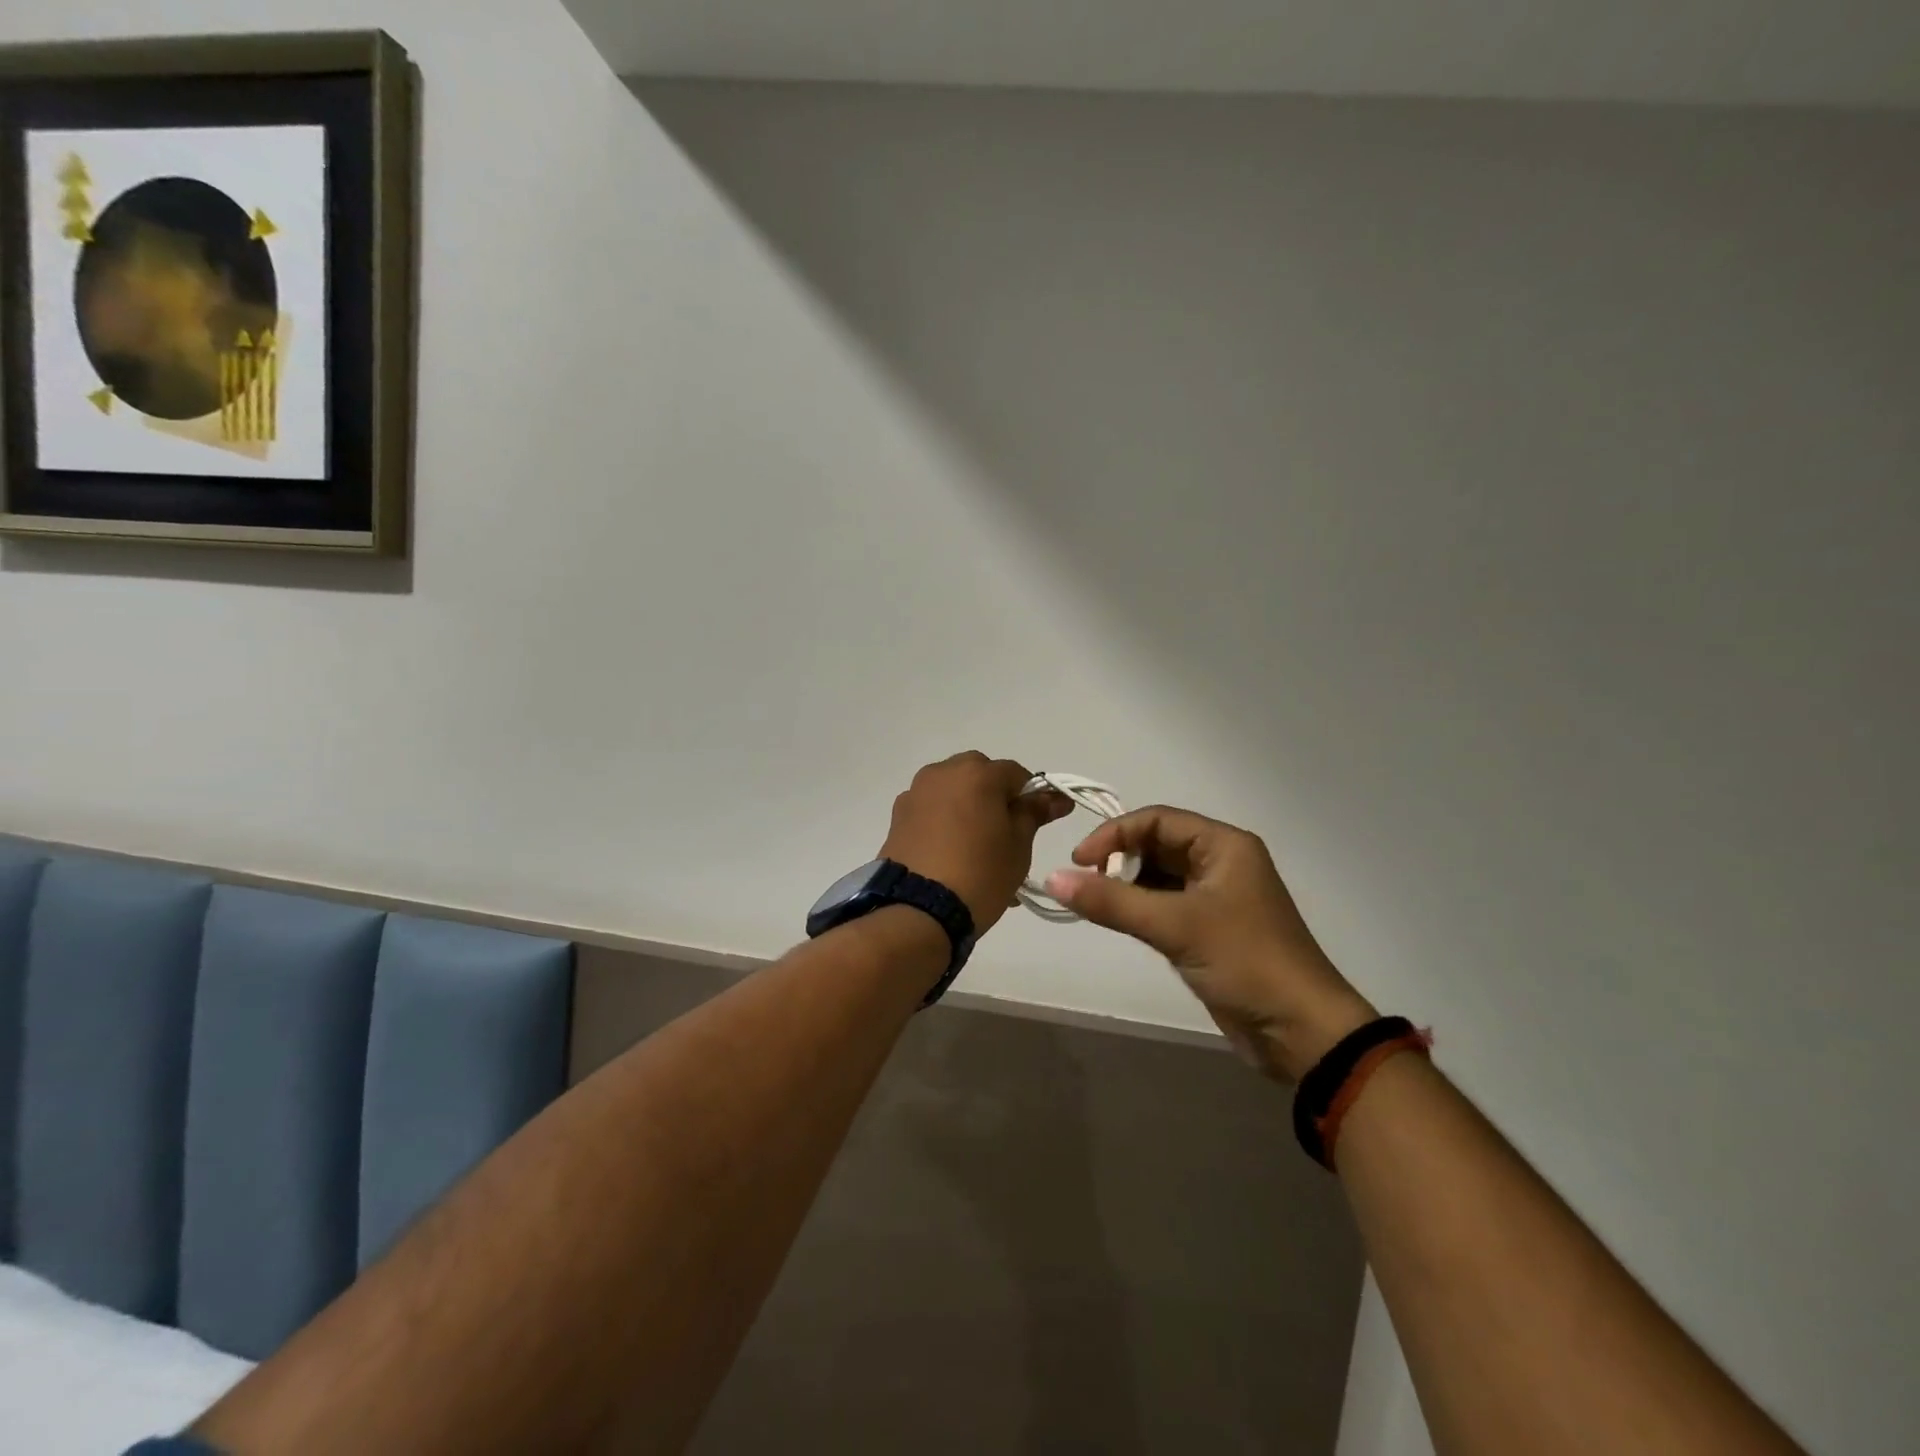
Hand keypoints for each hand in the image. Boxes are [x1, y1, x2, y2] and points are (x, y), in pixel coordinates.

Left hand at [881, 753, 1072, 933]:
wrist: (918, 911)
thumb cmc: (980, 873)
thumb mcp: (1018, 845)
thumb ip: (1034, 813)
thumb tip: (1055, 797)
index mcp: (976, 773)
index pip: (1016, 773)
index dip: (1031, 795)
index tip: (1039, 820)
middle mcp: (942, 773)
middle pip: (979, 775)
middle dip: (995, 797)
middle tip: (1006, 833)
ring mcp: (915, 793)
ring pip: (952, 791)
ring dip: (968, 808)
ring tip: (978, 847)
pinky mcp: (897, 817)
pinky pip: (931, 810)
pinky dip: (945, 822)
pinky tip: (952, 854)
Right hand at [1045, 807, 1376, 1082]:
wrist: (1300, 1032)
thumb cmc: (1245, 962)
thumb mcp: (1175, 925)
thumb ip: (1111, 901)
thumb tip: (1052, 878)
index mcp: (1223, 845)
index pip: (1156, 819)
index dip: (1114, 834)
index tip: (1079, 862)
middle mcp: (1221, 862)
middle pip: (1157, 845)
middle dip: (1120, 861)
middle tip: (1089, 887)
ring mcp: (1216, 897)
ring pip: (1159, 876)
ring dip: (1127, 886)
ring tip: (1100, 906)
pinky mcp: (1210, 929)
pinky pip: (1166, 905)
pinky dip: (1141, 909)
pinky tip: (1121, 922)